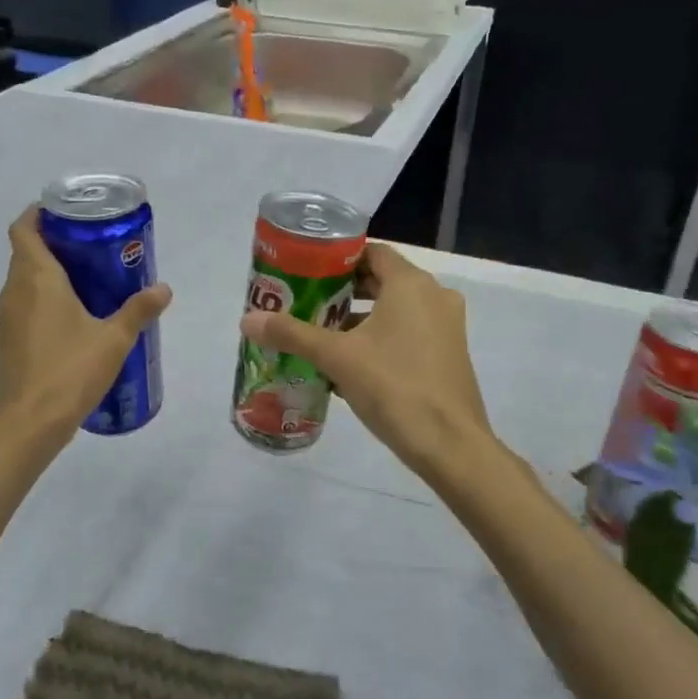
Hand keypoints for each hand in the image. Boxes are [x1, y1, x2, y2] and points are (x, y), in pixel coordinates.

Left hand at [0, 206, 171, 443]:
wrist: (28, 425)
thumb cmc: (70, 372)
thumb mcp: (114, 339)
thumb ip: (138, 310)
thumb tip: (164, 288)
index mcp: (37, 279)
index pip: (23, 229)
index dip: (37, 213)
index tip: (64, 211)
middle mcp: (15, 292)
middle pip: (25, 253)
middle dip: (53, 243)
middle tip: (90, 246)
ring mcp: (7, 319)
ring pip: (23, 281)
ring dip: (47, 274)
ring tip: (86, 280)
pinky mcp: (9, 342)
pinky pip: (24, 307)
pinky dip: (43, 300)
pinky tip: (73, 319)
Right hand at [238, 243, 490, 480]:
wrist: (450, 445)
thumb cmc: (394, 387)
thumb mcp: (337, 358)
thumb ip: (292, 334)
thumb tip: (247, 320)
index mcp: (411, 284)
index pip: (371, 253)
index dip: (337, 260)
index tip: (306, 272)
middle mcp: (434, 296)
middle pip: (382, 281)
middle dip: (343, 292)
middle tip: (306, 304)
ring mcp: (446, 327)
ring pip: (395, 311)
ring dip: (360, 320)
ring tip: (321, 336)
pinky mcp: (449, 355)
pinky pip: (408, 334)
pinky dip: (380, 339)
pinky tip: (349, 365)